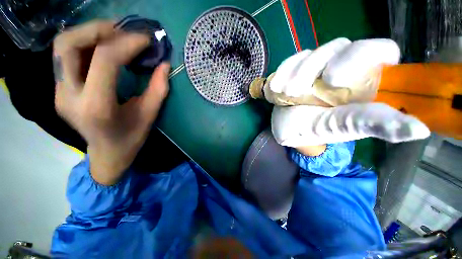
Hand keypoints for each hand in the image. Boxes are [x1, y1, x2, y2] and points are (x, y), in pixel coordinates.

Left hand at [54, 21, 170, 184]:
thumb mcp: (149, 116)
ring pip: (62, 46)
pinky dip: (85, 43)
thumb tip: (164, 64)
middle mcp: (69, 96)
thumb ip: (158, 89)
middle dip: (98, 29)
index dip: (127, 43)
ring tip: (114, 35)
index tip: (146, 39)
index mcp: (97, 107)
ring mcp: (59, 91)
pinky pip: (65, 56)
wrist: (106, 154)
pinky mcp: (59, 89)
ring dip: (89, 32)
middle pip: (69, 45)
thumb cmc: (131, 138)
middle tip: (124, 31)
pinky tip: (103, 47)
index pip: (105, 60)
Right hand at [269, 38, 429, 147]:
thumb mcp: (340, 128)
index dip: (360, 56)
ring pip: (311, 53)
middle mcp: (342, 70)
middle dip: (314, 67)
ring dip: (295, 74)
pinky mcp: (296, 71)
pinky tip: (276, 88)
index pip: (379, 51)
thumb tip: (420, 130)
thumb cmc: (314, 132)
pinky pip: (291, 61)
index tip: (332, 80)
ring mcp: (316, 69)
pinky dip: (283, 72)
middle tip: (298, 91)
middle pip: (338, 46)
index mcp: (362, 83)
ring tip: (285, 94)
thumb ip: (374, 124)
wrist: (288, 130)